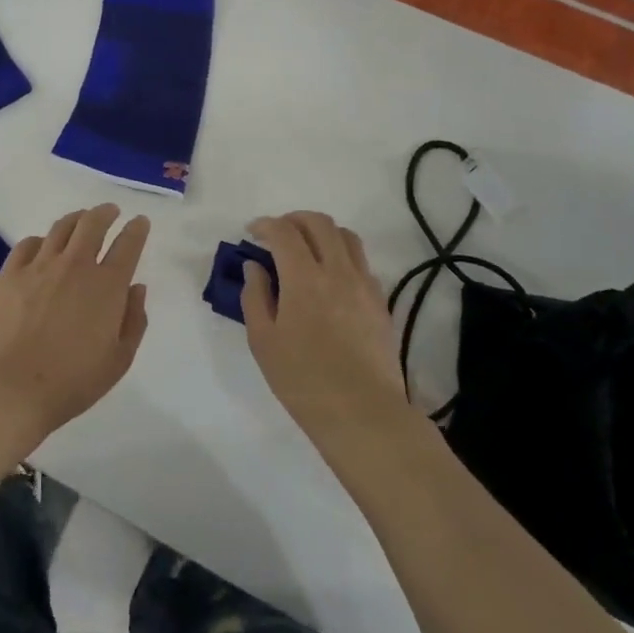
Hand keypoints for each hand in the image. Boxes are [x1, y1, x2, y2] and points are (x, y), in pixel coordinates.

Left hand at [0, 204, 150, 438]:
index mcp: (107, 286)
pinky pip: (28, 244)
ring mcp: (39, 266)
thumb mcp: (119, 359)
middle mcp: (75, 266)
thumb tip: (136, 288)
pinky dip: (41, 240)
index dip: (137, 230)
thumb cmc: (73, 381)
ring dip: (76, 219)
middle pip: (93, 224)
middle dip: (105, 213)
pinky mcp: (9, 274)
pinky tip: (42, 246)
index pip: (128, 245)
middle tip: (110, 211)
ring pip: (61, 228)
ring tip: (80, 220)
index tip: (140, 222)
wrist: (13, 387)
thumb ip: (134, 320)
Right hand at [242, 212, 406, 439]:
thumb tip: (255, 267)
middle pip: (319, 223)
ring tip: (306, 249)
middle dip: (294, 219)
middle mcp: (338, 271)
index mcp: (304, 278)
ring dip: (322, 233)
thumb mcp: (263, 341)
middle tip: (278, 234)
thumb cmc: (302, 380)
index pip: (284, 232)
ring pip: (347, 237)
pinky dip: (342, 256)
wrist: (362, 413)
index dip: (265, 225)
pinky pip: (361, 263)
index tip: (252, 232)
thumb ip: (256, 296)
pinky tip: (330, 279)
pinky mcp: (381, 302)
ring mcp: (364, 285)